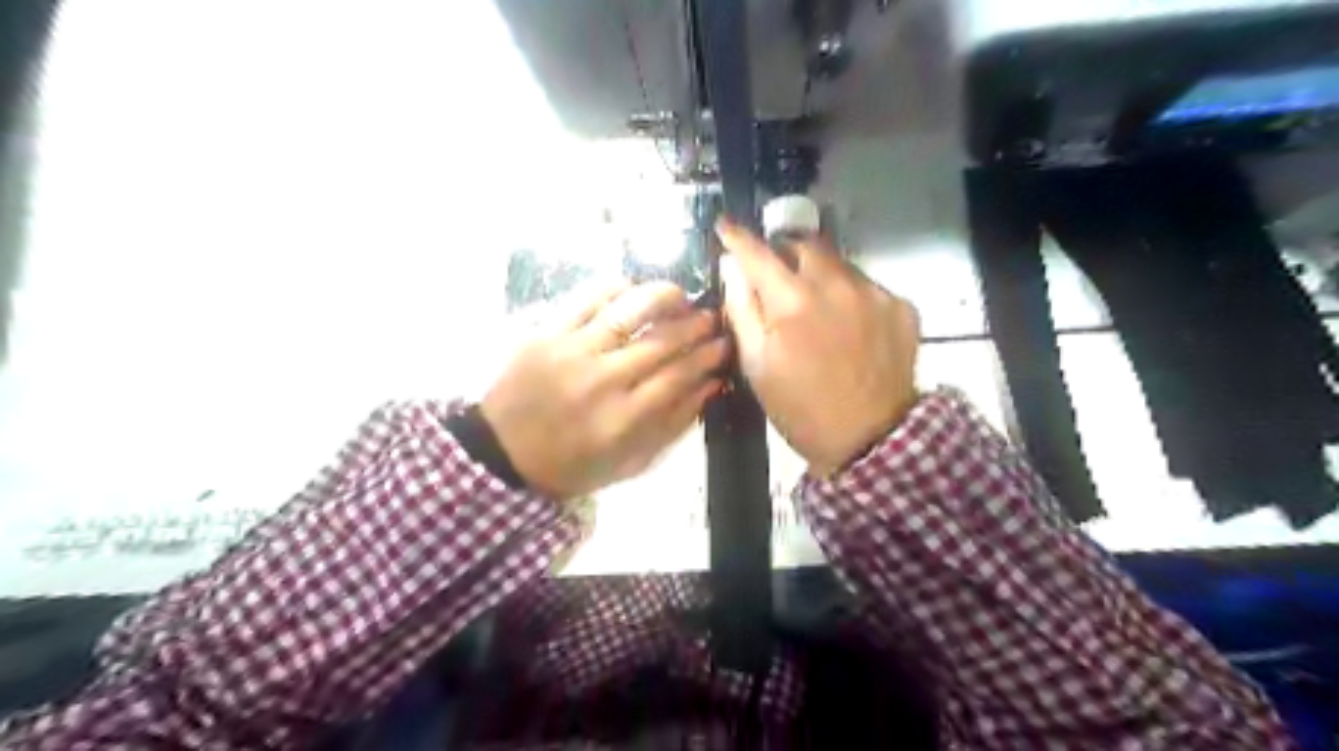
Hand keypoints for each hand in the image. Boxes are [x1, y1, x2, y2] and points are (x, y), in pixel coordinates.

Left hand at [485, 279, 728, 497]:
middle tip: (711, 318)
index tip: (725, 344)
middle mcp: (601, 381)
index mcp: (622, 420)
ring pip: (628, 312)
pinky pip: (587, 298)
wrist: (501, 453)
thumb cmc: (572, 464)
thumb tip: (711, 386)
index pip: (678, 376)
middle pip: (661, 342)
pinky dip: (617, 288)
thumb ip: (673, 426)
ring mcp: (571, 352)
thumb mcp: (629, 462)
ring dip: (663, 297)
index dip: (707, 357)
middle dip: (695, 325)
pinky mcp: (546, 332)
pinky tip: (633, 289)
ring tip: (680, 296)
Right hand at [716, 218, 915, 474]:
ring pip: (838, 263)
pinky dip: (849, 295)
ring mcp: (875, 293)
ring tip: (815, 308)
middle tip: (776, 276)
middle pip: (804, 245)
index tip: (726, 226)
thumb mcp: (756, 366)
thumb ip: (741, 310)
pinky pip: (866, 285)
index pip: (758, 253)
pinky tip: (848, 326)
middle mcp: (837, 285)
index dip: (738, 237)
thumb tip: (732, 269)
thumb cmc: (800, 408)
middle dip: (785, 252)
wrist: (871, 440)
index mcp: (794, 302)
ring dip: (819, 274)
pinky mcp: (902, 307)